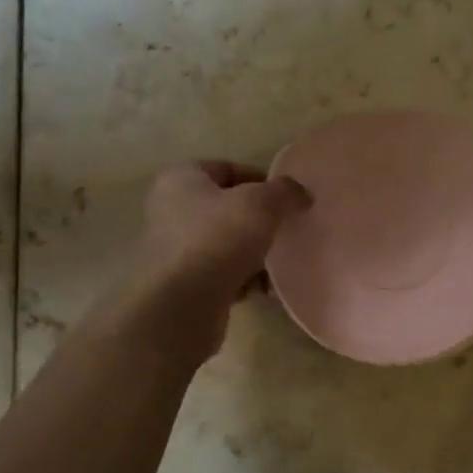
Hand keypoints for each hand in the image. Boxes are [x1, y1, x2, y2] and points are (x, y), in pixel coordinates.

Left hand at [135, 161, 311, 354]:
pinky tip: (264, 290)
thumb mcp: (261, 204)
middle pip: (226, 208)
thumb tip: (302, 195)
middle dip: (259, 221)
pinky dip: (242, 280)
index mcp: (180, 179)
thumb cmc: (217, 239)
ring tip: (278, 264)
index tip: (287, 200)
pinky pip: (221, 274)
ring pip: (225, 243)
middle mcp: (171, 209)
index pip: (227, 168)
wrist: (181, 304)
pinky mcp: (182, 284)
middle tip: (286, 231)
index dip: (261, 180)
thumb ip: (285, 192)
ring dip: (254, 253)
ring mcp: (174, 249)